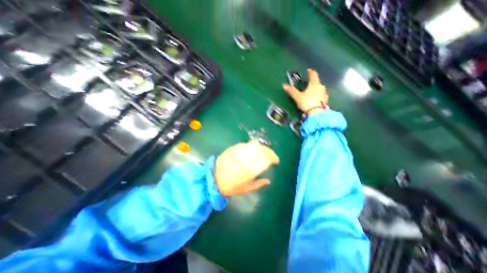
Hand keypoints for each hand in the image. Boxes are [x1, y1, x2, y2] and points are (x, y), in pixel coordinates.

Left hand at [214, 141, 279, 195]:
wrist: (213, 179)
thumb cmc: (230, 187)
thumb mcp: (246, 189)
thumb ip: (258, 184)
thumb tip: (269, 181)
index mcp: (250, 171)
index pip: (266, 159)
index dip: (273, 158)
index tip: (276, 160)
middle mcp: (245, 160)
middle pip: (261, 150)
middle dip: (269, 151)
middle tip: (271, 155)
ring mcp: (238, 152)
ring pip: (254, 145)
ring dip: (261, 147)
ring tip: (263, 151)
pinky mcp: (233, 148)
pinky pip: (245, 144)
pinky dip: (251, 146)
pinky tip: (252, 150)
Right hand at [285, 69, 328, 115]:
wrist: (317, 113)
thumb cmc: (307, 103)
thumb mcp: (297, 97)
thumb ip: (292, 91)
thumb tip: (284, 85)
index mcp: (314, 84)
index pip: (313, 75)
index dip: (310, 72)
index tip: (308, 70)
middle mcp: (320, 87)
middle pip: (317, 81)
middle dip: (312, 81)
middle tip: (308, 82)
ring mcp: (324, 93)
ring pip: (319, 88)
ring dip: (315, 88)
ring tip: (310, 91)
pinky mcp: (325, 100)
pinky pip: (321, 95)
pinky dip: (317, 95)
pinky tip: (314, 98)